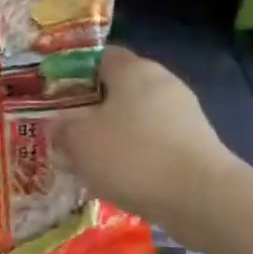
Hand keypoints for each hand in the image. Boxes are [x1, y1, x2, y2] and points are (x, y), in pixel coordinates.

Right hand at [56, 46, 239, 238]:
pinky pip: (153, 142)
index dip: (73, 72)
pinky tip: (118, 177)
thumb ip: (62, 128)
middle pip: (118, 88)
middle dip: (91, 108)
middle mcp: (162, 82)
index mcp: (133, 70)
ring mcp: (183, 113)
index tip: (53, 95)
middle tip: (65, 131)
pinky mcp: (194, 143)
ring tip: (87, 160)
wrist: (199, 196)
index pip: (99, 56)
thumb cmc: (131, 155)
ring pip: (135, 118)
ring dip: (112, 135)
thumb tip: (60, 124)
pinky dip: (134, 155)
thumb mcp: (79, 140)